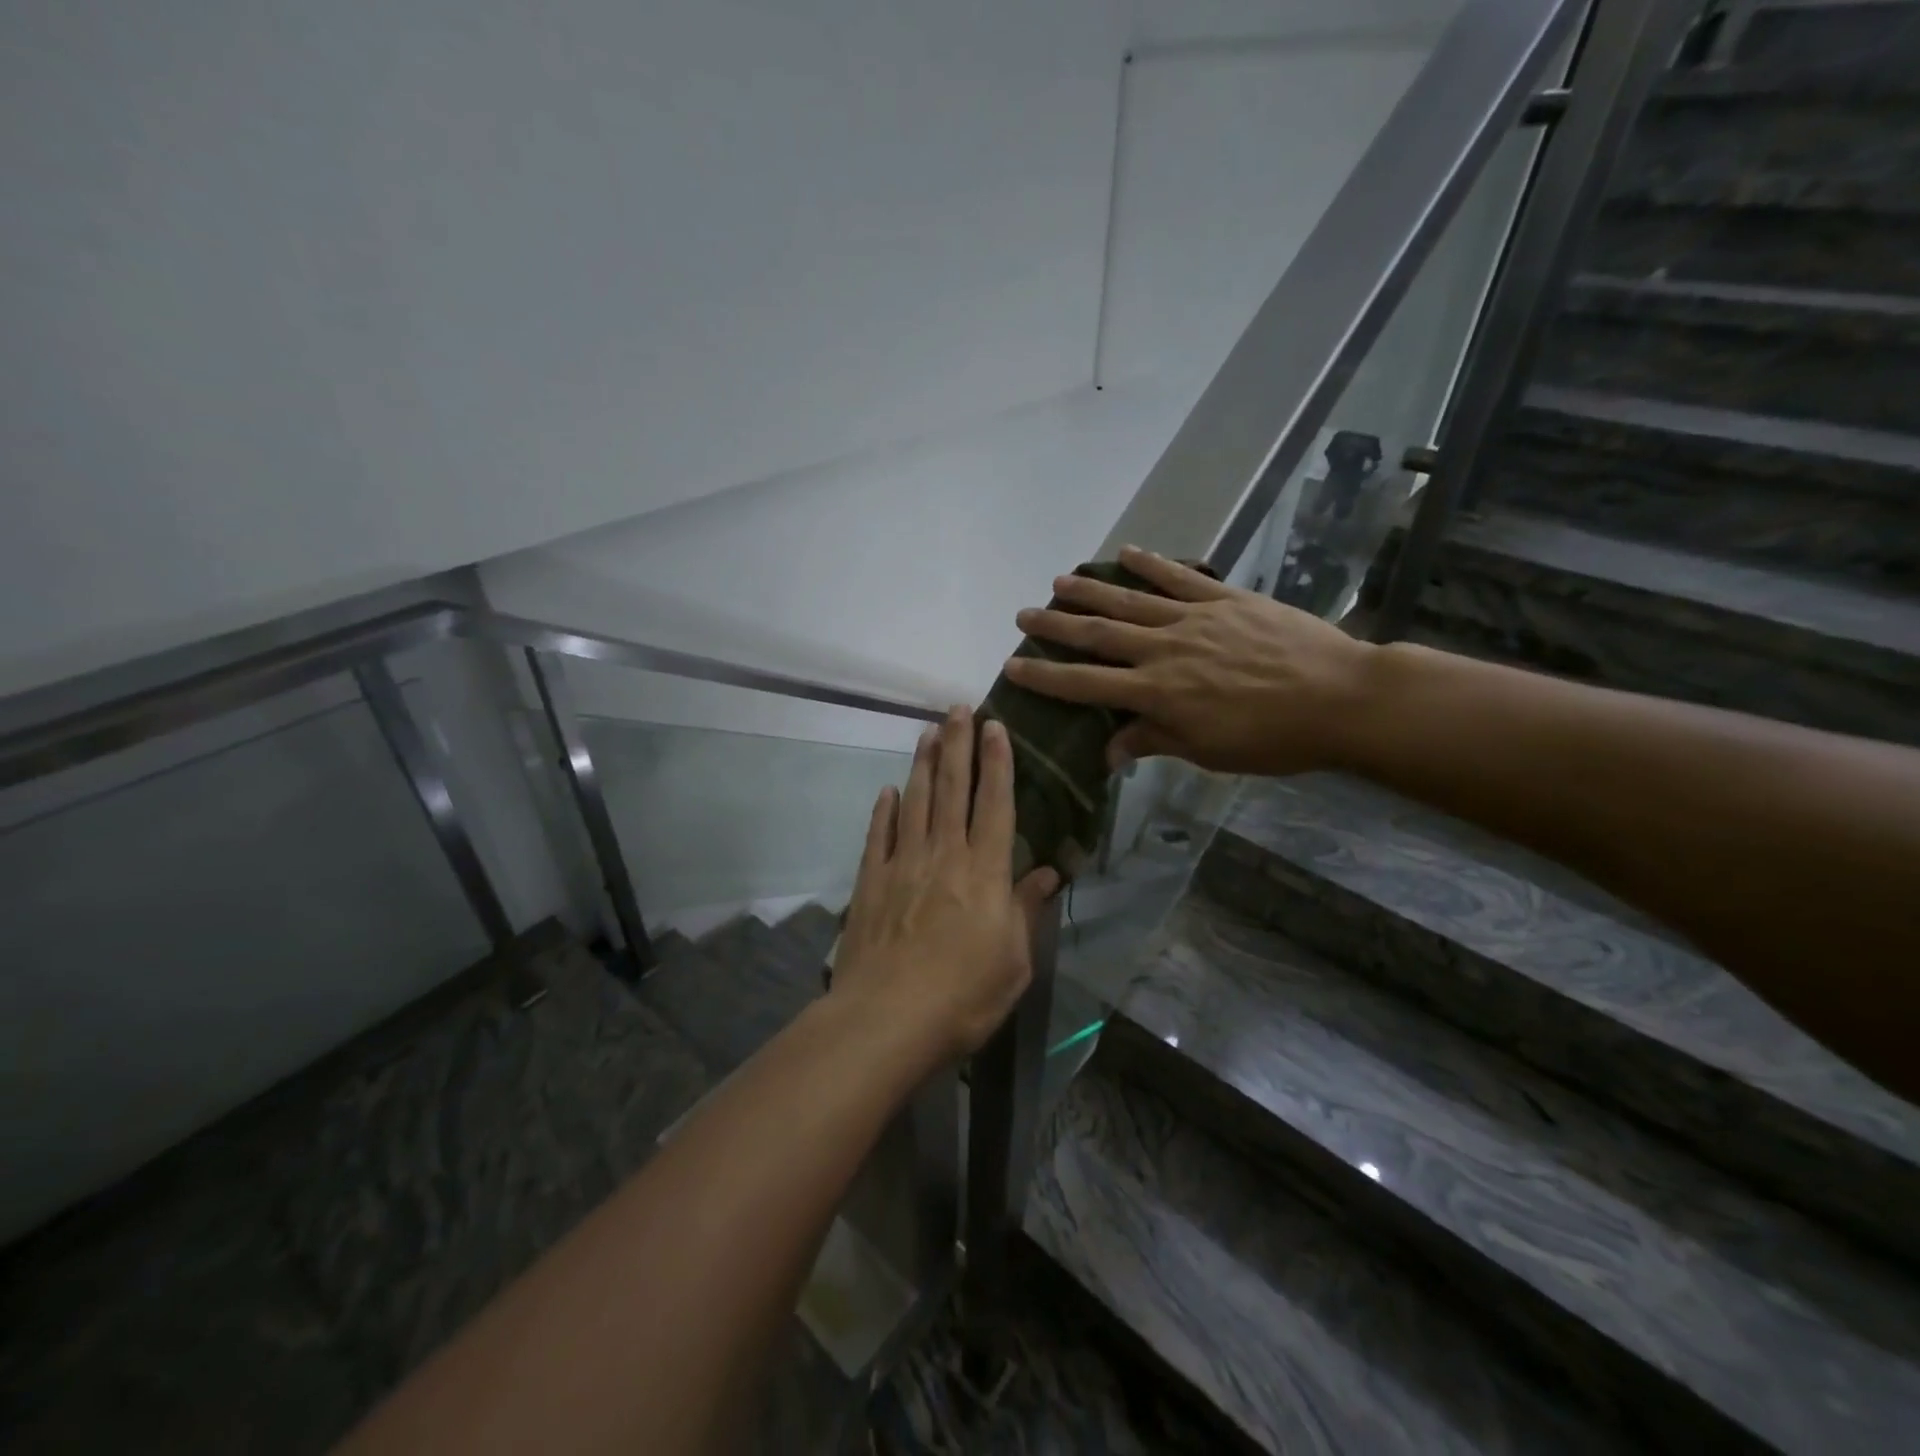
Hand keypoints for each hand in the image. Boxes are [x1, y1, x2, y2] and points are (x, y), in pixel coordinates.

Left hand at [831, 707, 1059, 1062]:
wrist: (887, 1018)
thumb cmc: (964, 996)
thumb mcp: (1014, 961)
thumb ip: (1026, 910)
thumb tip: (1047, 873)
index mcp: (985, 872)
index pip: (995, 804)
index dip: (997, 763)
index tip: (996, 727)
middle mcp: (944, 855)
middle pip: (951, 789)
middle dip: (957, 745)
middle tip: (958, 708)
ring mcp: (903, 865)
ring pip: (914, 801)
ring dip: (922, 764)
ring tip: (927, 732)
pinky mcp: (871, 882)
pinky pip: (879, 835)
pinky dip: (884, 810)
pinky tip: (887, 791)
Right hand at [1004, 545, 1376, 777]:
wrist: (1340, 698)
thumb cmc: (1272, 738)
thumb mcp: (1207, 751)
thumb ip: (1154, 741)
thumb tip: (1108, 751)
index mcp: (1157, 693)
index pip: (1086, 684)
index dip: (1046, 676)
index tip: (1013, 666)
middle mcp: (1164, 649)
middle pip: (1098, 635)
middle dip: (1056, 626)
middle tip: (1023, 615)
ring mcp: (1195, 618)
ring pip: (1131, 601)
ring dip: (1090, 591)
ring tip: (1058, 581)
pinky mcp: (1226, 598)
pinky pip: (1180, 578)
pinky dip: (1152, 564)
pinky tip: (1127, 553)